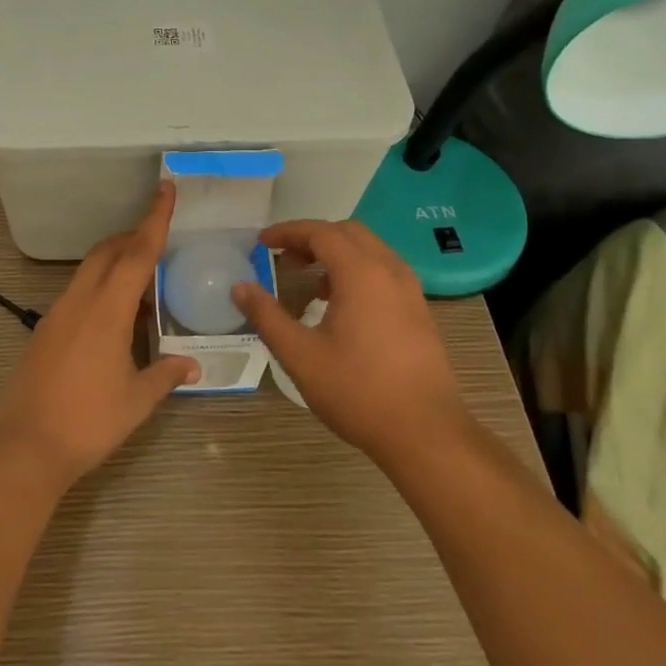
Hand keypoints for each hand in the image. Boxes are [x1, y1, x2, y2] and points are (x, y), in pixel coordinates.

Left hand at [0, 183, 200, 487]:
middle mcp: (79, 302)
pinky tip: (114, 313)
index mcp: (107, 311)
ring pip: (89, 270)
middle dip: (133, 237)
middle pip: (107, 252)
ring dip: (115, 261)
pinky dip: (99, 286)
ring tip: (142, 277)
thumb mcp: (137, 401)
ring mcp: (57, 314)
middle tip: (159, 237)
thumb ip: (166, 375)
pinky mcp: (45, 330)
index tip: (166, 189)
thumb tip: (192, 363)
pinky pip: (77, 292)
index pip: (137, 254)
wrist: (25, 446)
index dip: (155, 220)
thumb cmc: (88, 422)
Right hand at [232, 220, 465, 468]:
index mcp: (361, 274)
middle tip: (283, 259)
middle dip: (312, 238)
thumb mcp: (300, 355)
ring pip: (370, 251)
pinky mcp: (419, 313)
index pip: (321, 232)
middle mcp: (390, 272)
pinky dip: (356, 272)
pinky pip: (383, 273)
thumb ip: (267, 316)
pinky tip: (339, 306)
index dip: (287, 232)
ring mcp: (410, 292)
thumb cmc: (358, 391)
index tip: (261, 242)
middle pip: (348, 233)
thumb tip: (240, 288)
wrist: (425, 433)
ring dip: (336, 254)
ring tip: (309, 282)